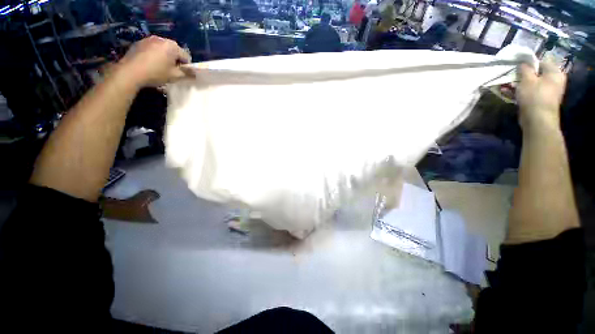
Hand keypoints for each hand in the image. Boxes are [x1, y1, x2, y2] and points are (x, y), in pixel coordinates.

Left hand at [116, 36, 191, 87]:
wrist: (130, 72)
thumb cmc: (156, 73)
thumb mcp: (175, 76)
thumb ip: (187, 74)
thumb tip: (195, 74)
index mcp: (172, 46)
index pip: (186, 56)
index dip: (186, 66)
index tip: (182, 73)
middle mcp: (161, 39)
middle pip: (174, 50)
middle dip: (175, 60)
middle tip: (171, 71)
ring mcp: (149, 39)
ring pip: (163, 49)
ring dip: (165, 57)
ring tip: (160, 67)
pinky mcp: (139, 42)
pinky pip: (152, 48)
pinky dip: (154, 55)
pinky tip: (150, 64)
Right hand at [516, 60, 565, 131]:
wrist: (538, 120)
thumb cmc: (534, 96)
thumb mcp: (527, 79)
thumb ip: (525, 69)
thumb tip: (523, 63)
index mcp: (555, 73)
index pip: (541, 62)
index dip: (529, 63)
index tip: (517, 66)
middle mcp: (554, 81)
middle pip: (537, 74)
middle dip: (523, 75)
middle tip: (511, 77)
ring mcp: (548, 92)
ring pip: (532, 84)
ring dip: (519, 84)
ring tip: (506, 86)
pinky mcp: (541, 100)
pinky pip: (530, 92)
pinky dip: (521, 92)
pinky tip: (509, 93)